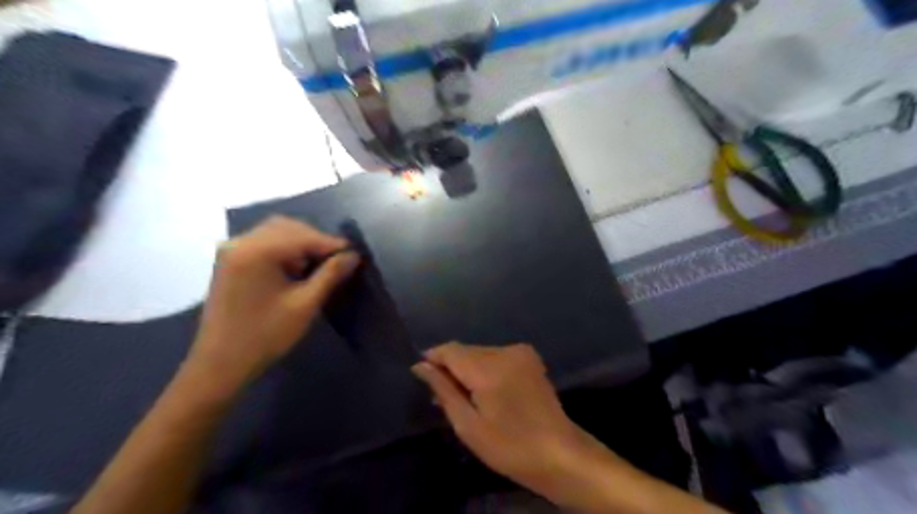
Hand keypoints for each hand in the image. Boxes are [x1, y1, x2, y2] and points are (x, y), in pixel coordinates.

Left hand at [184, 218, 357, 396]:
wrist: (220, 364)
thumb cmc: (265, 336)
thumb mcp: (305, 305)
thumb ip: (330, 275)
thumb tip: (353, 255)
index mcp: (257, 251)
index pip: (303, 236)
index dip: (332, 244)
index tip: (354, 255)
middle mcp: (241, 243)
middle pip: (287, 227)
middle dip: (315, 240)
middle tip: (337, 260)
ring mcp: (232, 251)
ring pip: (275, 232)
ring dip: (300, 243)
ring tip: (318, 266)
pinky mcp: (229, 261)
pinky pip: (263, 243)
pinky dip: (284, 249)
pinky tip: (295, 268)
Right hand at [411, 342, 610, 504]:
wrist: (560, 454)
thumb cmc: (510, 447)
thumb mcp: (468, 425)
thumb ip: (444, 390)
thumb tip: (420, 365)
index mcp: (489, 368)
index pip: (451, 350)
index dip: (433, 359)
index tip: (422, 376)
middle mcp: (505, 351)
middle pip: (466, 350)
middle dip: (452, 368)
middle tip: (443, 397)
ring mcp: (521, 352)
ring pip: (481, 353)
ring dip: (469, 369)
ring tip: (465, 398)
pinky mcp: (530, 358)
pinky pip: (497, 356)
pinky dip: (486, 369)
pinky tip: (487, 392)